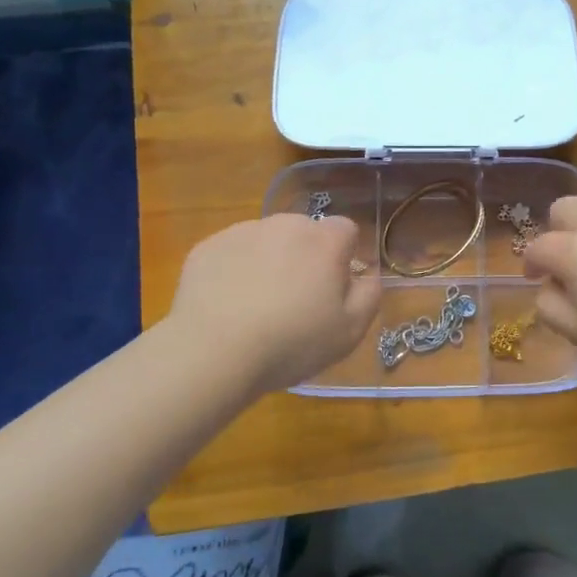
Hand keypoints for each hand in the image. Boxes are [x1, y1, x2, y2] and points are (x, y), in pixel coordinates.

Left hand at [168, 214, 380, 394]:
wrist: (214, 352)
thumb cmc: (292, 342)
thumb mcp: (350, 331)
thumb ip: (369, 295)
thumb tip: (367, 275)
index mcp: (324, 240)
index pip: (346, 230)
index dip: (344, 257)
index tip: (333, 288)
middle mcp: (285, 225)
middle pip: (305, 232)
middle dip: (305, 257)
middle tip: (296, 300)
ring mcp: (242, 232)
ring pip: (267, 240)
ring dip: (270, 261)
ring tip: (257, 305)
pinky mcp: (208, 246)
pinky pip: (232, 252)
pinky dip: (235, 270)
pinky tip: (228, 304)